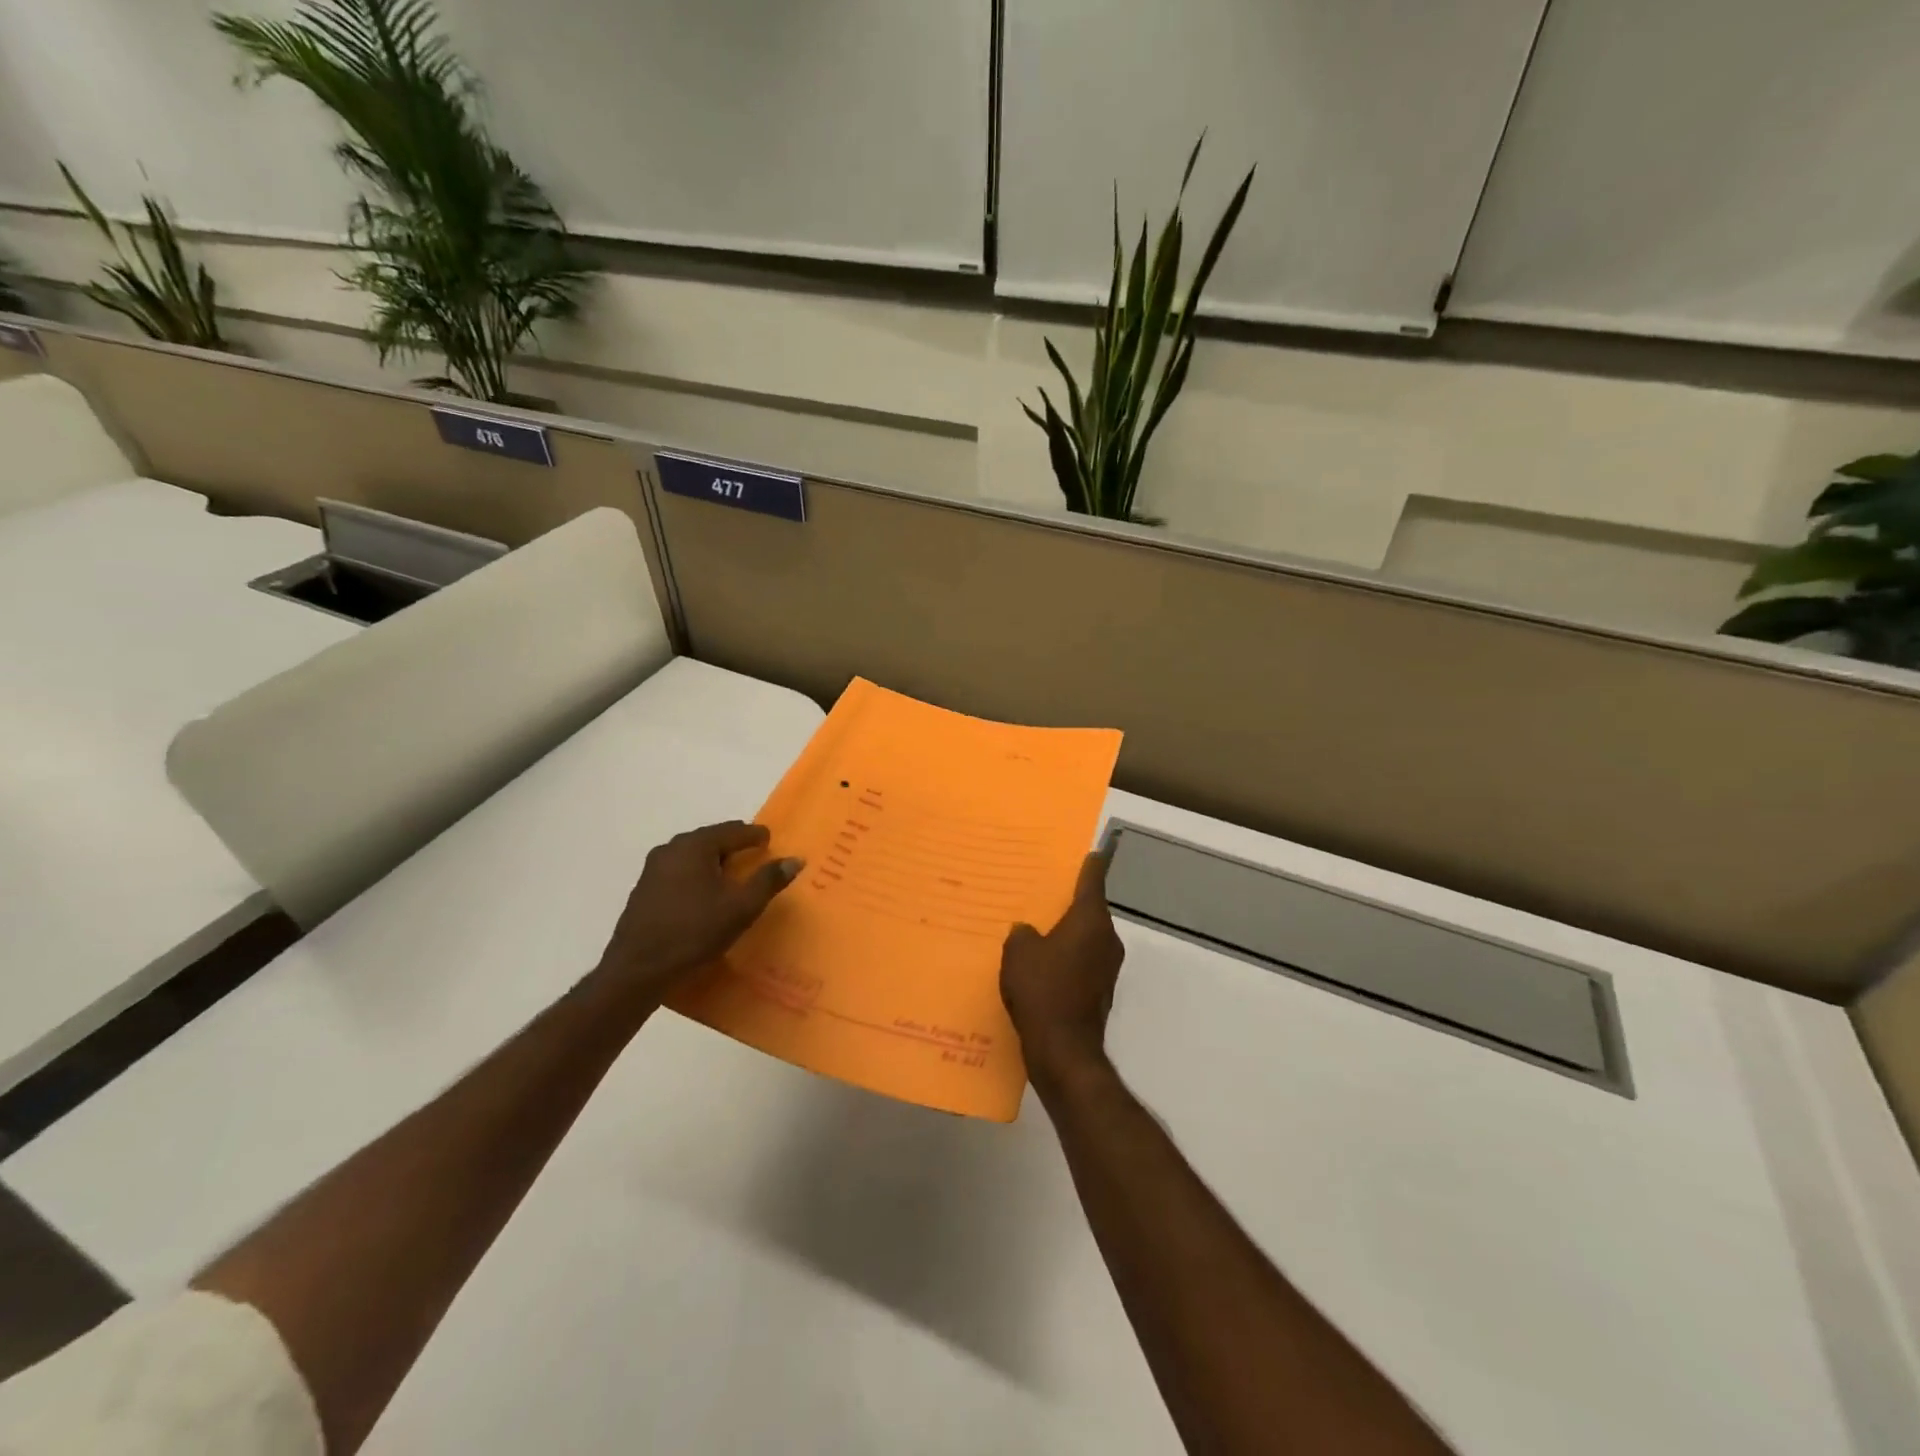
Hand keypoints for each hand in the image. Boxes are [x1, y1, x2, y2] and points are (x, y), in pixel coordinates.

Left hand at [595, 821, 802, 1004]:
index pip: (733, 830)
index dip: (754, 835)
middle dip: (733, 845)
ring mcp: (653, 869)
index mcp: (695, 846)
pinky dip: (696, 875)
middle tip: (753, 854)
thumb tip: (795, 859)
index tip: (769, 840)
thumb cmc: (694, 932)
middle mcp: (671, 849)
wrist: (638, 969)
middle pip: (710, 839)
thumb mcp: (741, 908)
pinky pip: (678, 872)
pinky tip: (703, 894)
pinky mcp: (643, 890)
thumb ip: (768, 880)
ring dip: (713, 861)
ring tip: (731, 875)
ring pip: (692, 856)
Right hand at [1001, 851, 1125, 1090]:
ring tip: (1038, 930)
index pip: (1093, 881)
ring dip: (1067, 934)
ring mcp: (1106, 968)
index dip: (1091, 865)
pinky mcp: (1099, 993)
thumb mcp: (1019, 953)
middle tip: (1046, 892)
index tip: (1091, 851)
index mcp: (1090, 921)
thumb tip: (1028, 932)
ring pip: (1086, 939)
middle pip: (1090, 911)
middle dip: (1071, 903)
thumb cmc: (1042, 991)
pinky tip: (1042, 967)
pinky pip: (1081, 963)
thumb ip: (1022, 934)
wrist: (1064, 1051)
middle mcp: (1106, 940)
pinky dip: (1066, 960)